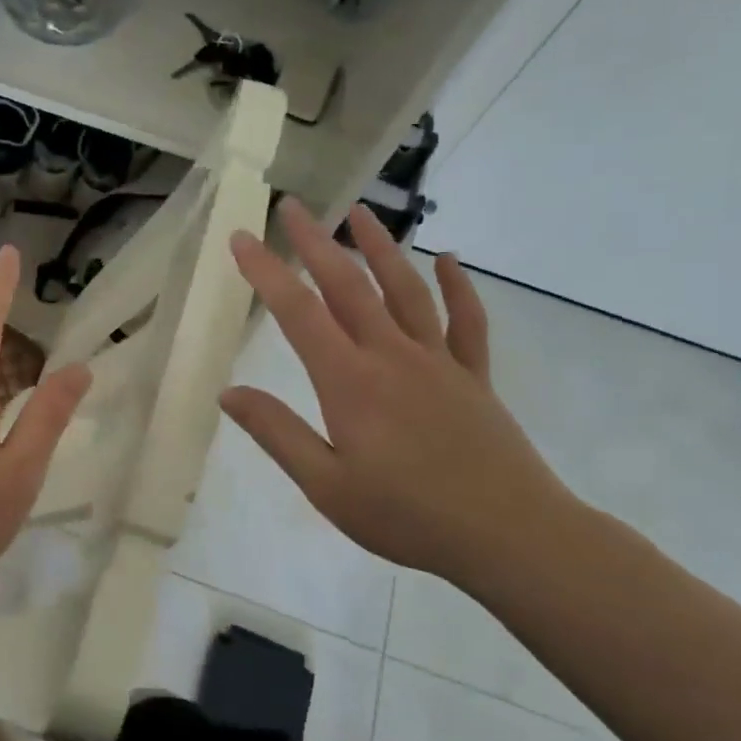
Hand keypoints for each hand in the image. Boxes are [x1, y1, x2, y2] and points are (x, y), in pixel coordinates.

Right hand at [222, 199, 580, 584]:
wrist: (511, 536)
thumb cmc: (408, 516)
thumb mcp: (327, 486)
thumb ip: (277, 433)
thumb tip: (228, 393)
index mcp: (350, 382)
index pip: (299, 313)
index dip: (266, 272)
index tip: (241, 237)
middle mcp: (392, 356)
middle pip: (349, 286)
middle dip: (317, 242)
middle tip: (293, 205)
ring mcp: (438, 362)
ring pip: (406, 290)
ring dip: (381, 247)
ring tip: (360, 212)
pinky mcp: (473, 377)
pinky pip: (466, 321)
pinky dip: (457, 286)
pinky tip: (448, 259)